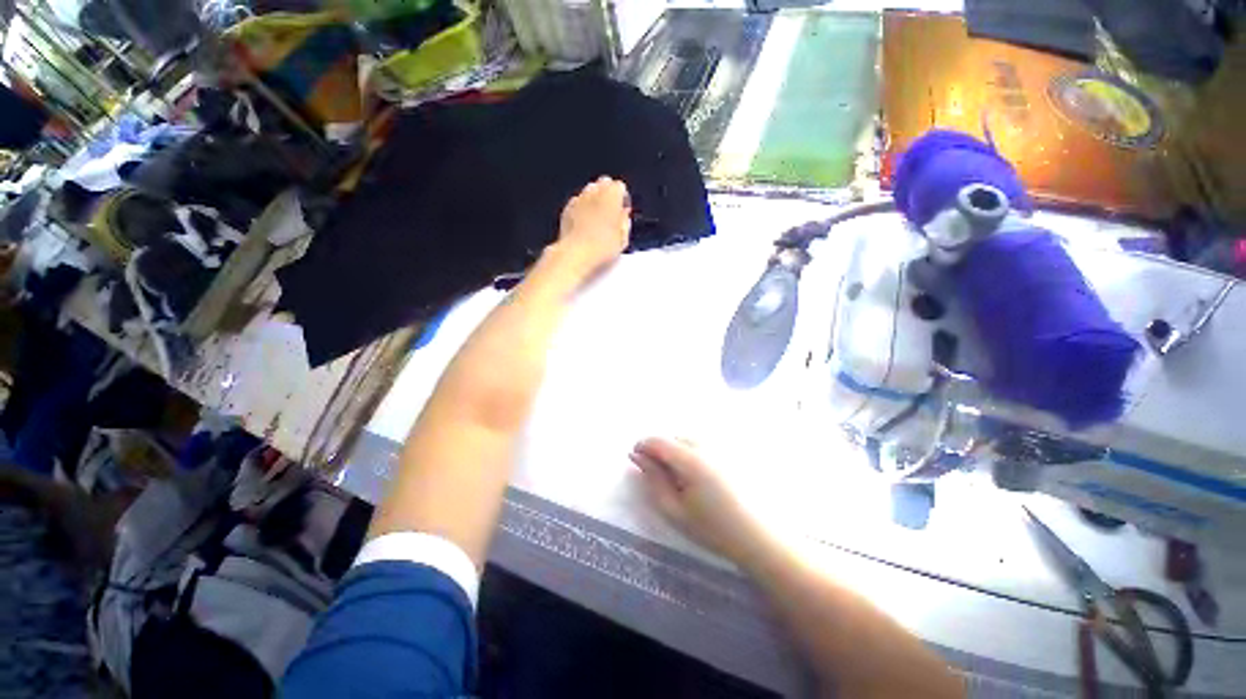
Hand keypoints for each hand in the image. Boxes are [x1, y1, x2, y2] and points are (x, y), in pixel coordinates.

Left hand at [554, 177, 630, 280]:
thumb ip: (625, 222)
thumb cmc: (601, 247)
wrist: (575, 255)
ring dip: (595, 200)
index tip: (624, 212)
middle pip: (603, 183)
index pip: (620, 187)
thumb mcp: (623, 239)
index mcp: (611, 196)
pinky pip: (577, 203)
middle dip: (608, 194)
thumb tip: (624, 215)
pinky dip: (582, 209)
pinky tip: (585, 226)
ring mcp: (578, 199)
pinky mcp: (566, 209)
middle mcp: (594, 192)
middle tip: (612, 213)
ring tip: (598, 219)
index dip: (623, 199)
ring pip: (589, 191)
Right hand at [630, 437, 769, 566]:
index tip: (635, 458)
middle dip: (660, 449)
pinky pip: (703, 443)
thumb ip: (653, 480)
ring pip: (688, 438)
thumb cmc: (714, 528)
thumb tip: (637, 457)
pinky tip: (700, 475)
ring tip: (680, 476)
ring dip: (677, 449)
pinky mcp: (732, 451)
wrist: (760, 536)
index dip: (642, 446)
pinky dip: (693, 451)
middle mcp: (705, 445)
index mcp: (690, 459)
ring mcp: (721, 446)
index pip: (657, 440)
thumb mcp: (675, 510)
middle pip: (673, 437)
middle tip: (659, 474)